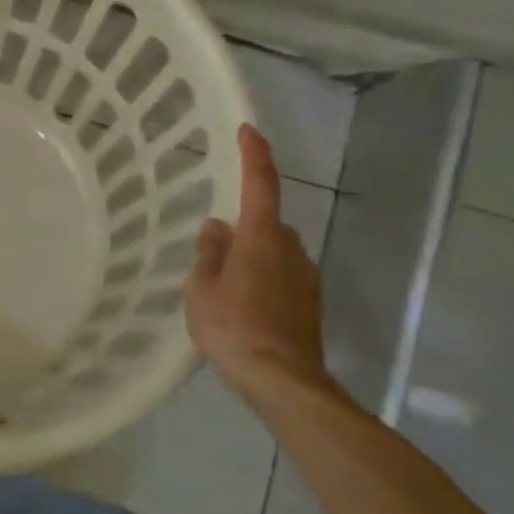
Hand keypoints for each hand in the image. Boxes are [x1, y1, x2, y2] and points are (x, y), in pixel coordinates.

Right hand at [185, 124, 329, 402]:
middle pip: (268, 222)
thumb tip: (218, 227)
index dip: (254, 155)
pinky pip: (282, 276)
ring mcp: (306, 278)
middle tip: (214, 245)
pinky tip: (243, 305)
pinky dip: (264, 279)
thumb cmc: (234, 328)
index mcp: (262, 238)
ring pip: (276, 251)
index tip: (248, 130)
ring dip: (254, 256)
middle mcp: (291, 250)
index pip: (260, 184)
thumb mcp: (202, 288)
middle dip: (246, 225)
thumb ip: (210, 253)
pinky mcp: (311, 304)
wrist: (284, 382)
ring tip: (223, 283)